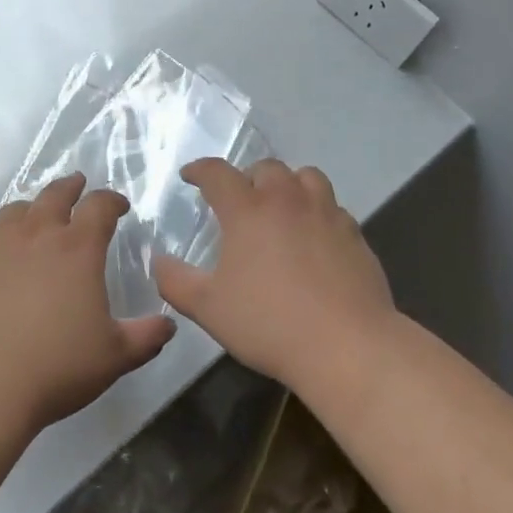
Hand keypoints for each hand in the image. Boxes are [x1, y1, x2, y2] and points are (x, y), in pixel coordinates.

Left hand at [0, 175, 176, 438]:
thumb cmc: (54, 369)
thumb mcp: (113, 358)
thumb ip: (145, 336)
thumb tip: (168, 323)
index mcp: (77, 248)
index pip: (100, 205)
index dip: (112, 200)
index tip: (119, 205)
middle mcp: (37, 233)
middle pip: (56, 194)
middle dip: (71, 187)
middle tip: (78, 185)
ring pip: (18, 209)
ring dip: (34, 207)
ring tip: (38, 215)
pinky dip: (0, 235)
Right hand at [153, 158, 396, 391]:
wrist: (346, 345)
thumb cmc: (269, 323)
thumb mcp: (209, 308)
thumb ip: (176, 282)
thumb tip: (158, 261)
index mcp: (247, 209)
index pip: (217, 173)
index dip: (200, 170)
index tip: (190, 176)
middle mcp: (286, 198)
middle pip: (265, 168)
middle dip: (247, 178)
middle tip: (240, 200)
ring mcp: (325, 212)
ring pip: (305, 177)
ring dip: (288, 185)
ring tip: (282, 207)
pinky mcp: (354, 232)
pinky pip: (332, 207)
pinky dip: (318, 211)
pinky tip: (315, 237)